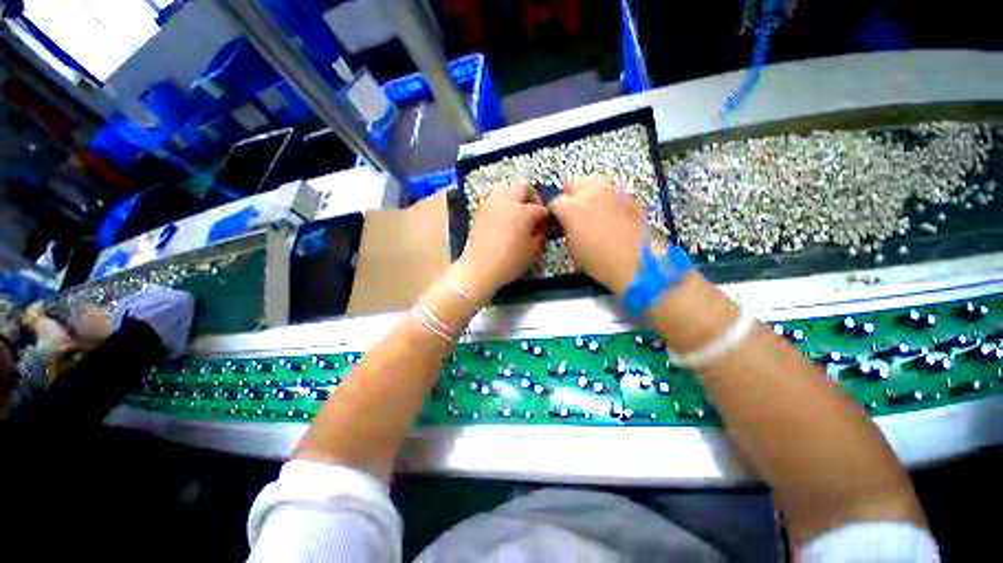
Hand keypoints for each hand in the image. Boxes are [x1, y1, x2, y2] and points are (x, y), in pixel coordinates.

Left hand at [455, 181, 548, 299]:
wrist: (480, 268)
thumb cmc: (510, 261)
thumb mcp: (533, 251)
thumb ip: (541, 234)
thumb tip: (543, 226)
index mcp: (523, 212)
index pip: (540, 208)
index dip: (546, 216)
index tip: (546, 223)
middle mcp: (507, 202)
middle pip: (522, 187)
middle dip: (530, 197)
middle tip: (532, 211)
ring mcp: (491, 204)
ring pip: (505, 187)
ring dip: (513, 195)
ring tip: (516, 210)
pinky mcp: (480, 210)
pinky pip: (493, 197)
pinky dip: (500, 201)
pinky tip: (503, 216)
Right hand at [549, 174, 644, 294]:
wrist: (635, 265)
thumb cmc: (597, 262)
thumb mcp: (572, 248)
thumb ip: (567, 228)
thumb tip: (567, 223)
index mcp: (572, 208)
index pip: (555, 201)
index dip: (555, 212)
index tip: (557, 221)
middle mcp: (590, 193)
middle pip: (574, 183)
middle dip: (570, 196)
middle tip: (573, 211)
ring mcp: (612, 192)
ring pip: (595, 180)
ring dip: (589, 190)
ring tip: (591, 205)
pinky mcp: (629, 197)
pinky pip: (614, 190)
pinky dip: (608, 198)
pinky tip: (611, 213)